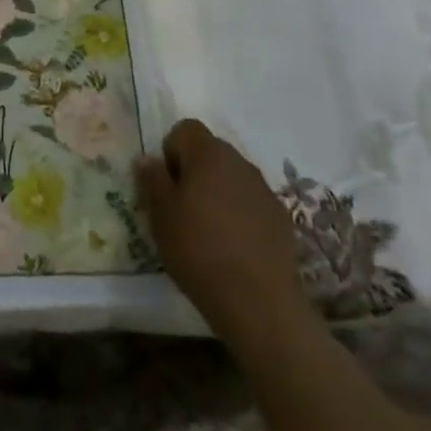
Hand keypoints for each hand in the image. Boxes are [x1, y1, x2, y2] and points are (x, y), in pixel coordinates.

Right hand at [138, 119, 307, 343]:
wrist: (259, 302)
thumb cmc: (199, 249)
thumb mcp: (160, 215)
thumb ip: (152, 179)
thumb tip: (148, 159)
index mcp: (209, 154)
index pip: (186, 129)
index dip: (171, 151)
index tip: (167, 185)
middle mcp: (240, 162)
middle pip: (210, 151)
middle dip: (194, 171)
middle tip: (181, 208)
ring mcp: (265, 190)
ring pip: (232, 178)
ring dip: (218, 192)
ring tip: (208, 230)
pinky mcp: (282, 219)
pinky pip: (251, 203)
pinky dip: (240, 214)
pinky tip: (234, 246)